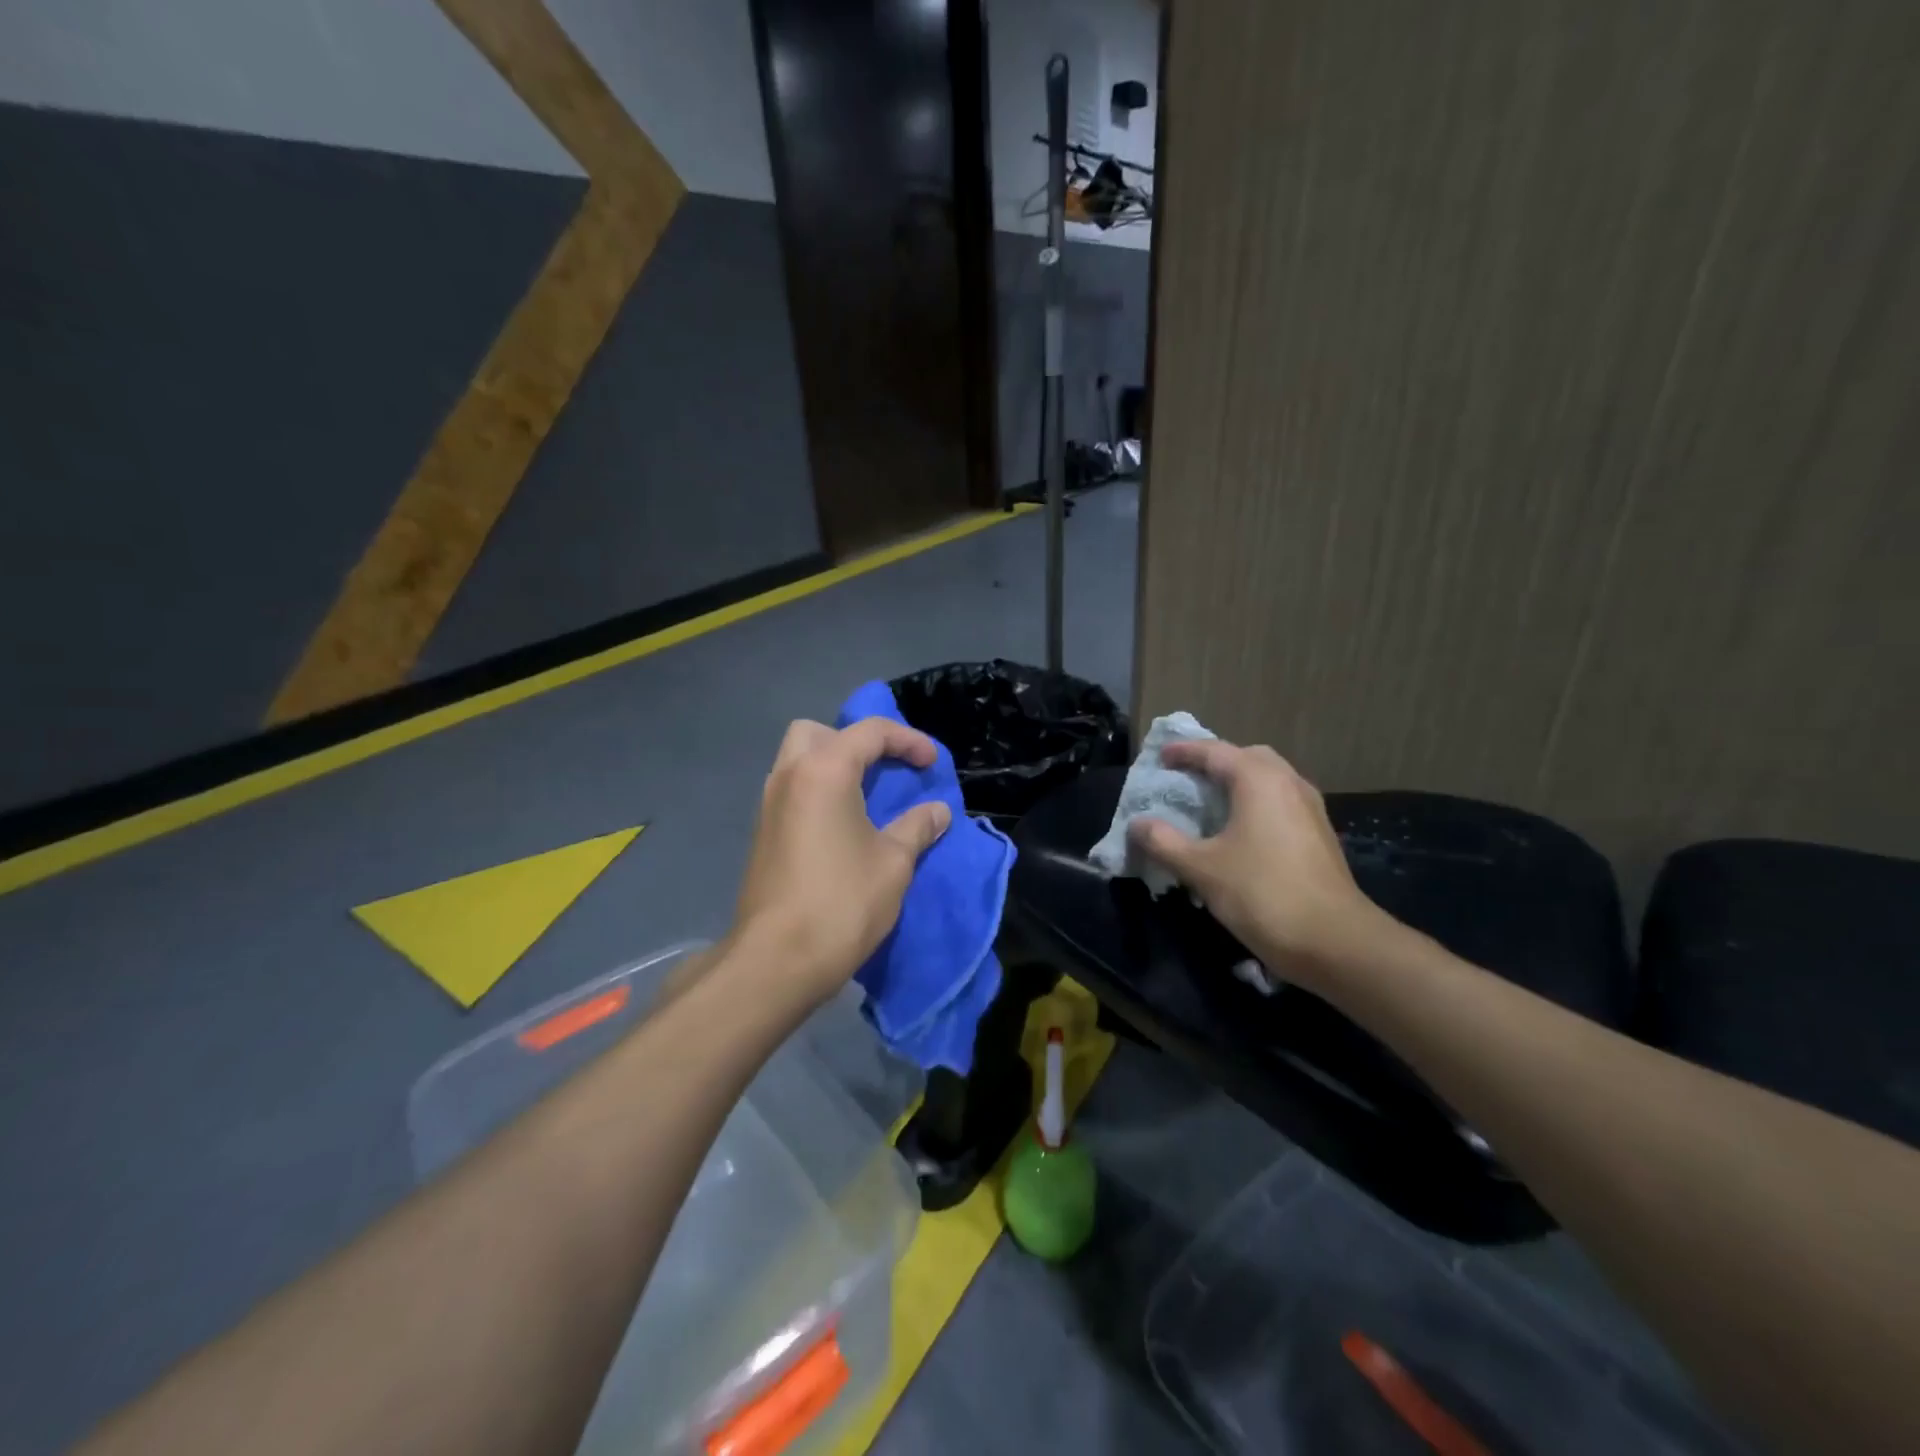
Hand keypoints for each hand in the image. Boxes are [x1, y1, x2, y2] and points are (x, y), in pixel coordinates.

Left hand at [732, 717, 951, 1004]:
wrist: (776, 961)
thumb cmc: (842, 902)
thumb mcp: (894, 863)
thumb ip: (917, 827)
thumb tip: (938, 811)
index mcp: (823, 771)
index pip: (870, 732)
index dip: (908, 740)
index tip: (932, 765)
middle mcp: (788, 777)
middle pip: (817, 733)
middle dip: (854, 742)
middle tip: (883, 770)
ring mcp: (768, 806)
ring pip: (797, 761)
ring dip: (833, 767)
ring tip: (867, 798)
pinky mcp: (762, 834)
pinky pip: (791, 792)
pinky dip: (818, 792)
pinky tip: (842, 827)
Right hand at [1128, 740, 1385, 980]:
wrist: (1335, 941)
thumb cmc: (1262, 894)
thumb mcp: (1201, 869)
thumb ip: (1164, 842)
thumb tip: (1137, 824)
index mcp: (1259, 780)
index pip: (1215, 752)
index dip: (1185, 751)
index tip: (1160, 756)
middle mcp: (1288, 783)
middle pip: (1248, 757)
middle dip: (1216, 761)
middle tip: (1188, 776)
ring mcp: (1310, 809)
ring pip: (1270, 779)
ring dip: (1239, 782)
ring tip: (1211, 801)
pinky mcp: (1319, 834)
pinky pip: (1280, 802)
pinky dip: (1256, 803)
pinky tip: (1240, 831)